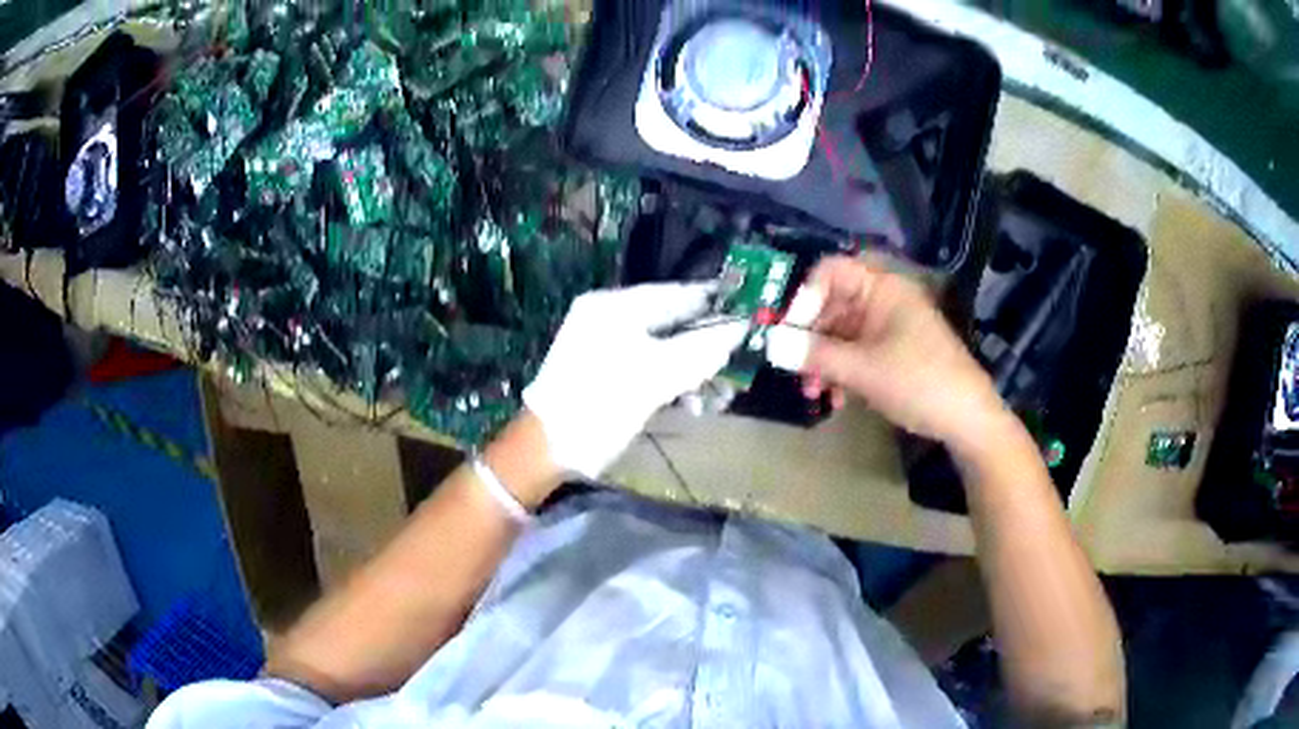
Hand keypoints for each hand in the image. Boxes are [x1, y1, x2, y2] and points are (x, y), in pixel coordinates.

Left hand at [524, 283, 747, 478]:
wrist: (548, 449)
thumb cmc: (599, 404)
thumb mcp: (655, 376)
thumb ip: (699, 349)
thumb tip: (739, 329)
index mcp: (614, 307)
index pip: (675, 294)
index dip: (713, 303)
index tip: (748, 312)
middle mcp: (609, 319)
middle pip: (672, 323)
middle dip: (706, 346)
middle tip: (737, 364)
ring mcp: (606, 347)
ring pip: (664, 349)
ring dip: (694, 370)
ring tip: (720, 396)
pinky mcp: (608, 374)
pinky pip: (650, 368)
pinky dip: (673, 383)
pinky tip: (694, 405)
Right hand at [790, 256, 1009, 451]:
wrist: (967, 419)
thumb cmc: (917, 381)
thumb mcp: (862, 369)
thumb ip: (814, 355)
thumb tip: (771, 345)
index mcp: (882, 288)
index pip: (831, 272)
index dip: (804, 297)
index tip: (788, 331)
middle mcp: (884, 300)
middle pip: (833, 306)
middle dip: (810, 339)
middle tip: (794, 370)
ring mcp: (890, 327)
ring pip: (842, 334)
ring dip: (824, 362)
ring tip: (814, 394)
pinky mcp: (894, 352)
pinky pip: (858, 353)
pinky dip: (843, 372)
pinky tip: (837, 400)